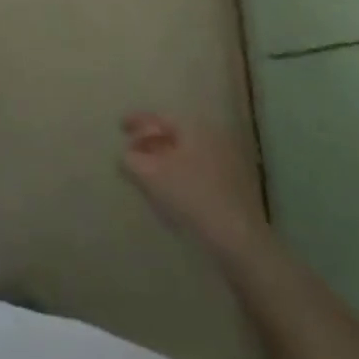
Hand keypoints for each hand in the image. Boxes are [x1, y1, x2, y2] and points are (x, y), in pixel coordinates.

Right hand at [120, 113, 268, 254]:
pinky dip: (179, 174)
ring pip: (186, 154)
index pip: (160, 117)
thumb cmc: (191, 197)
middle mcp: (213, 138)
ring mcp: (227, 163)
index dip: (137, 121)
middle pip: (174, 134)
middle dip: (150, 142)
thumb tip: (124, 155)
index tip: (120, 127)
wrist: (238, 241)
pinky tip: (169, 192)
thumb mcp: (149, 175)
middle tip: (130, 151)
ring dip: (164, 160)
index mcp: (195, 127)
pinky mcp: (233, 188)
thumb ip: (129, 160)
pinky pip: (197, 171)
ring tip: (146, 173)